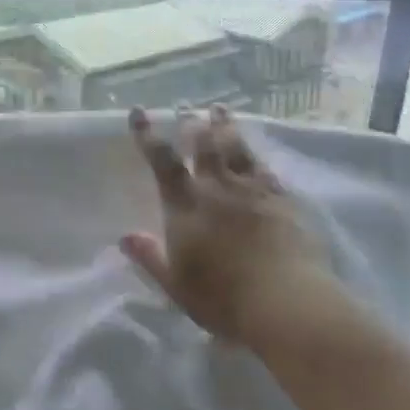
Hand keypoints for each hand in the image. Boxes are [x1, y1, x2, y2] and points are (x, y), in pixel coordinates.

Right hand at [122, 105, 331, 344]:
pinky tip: (256, 152)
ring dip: (225, 127)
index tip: (139, 113)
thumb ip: (150, 257)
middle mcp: (217, 189)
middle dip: (193, 125)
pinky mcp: (282, 200)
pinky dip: (257, 156)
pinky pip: (265, 169)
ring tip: (220, 110)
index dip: (148, 136)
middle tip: (188, 108)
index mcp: (186, 207)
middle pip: (203, 147)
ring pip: (235, 149)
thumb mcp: (176, 285)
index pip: (163, 163)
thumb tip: (124, 236)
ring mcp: (252, 191)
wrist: (285, 302)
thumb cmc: (223, 299)